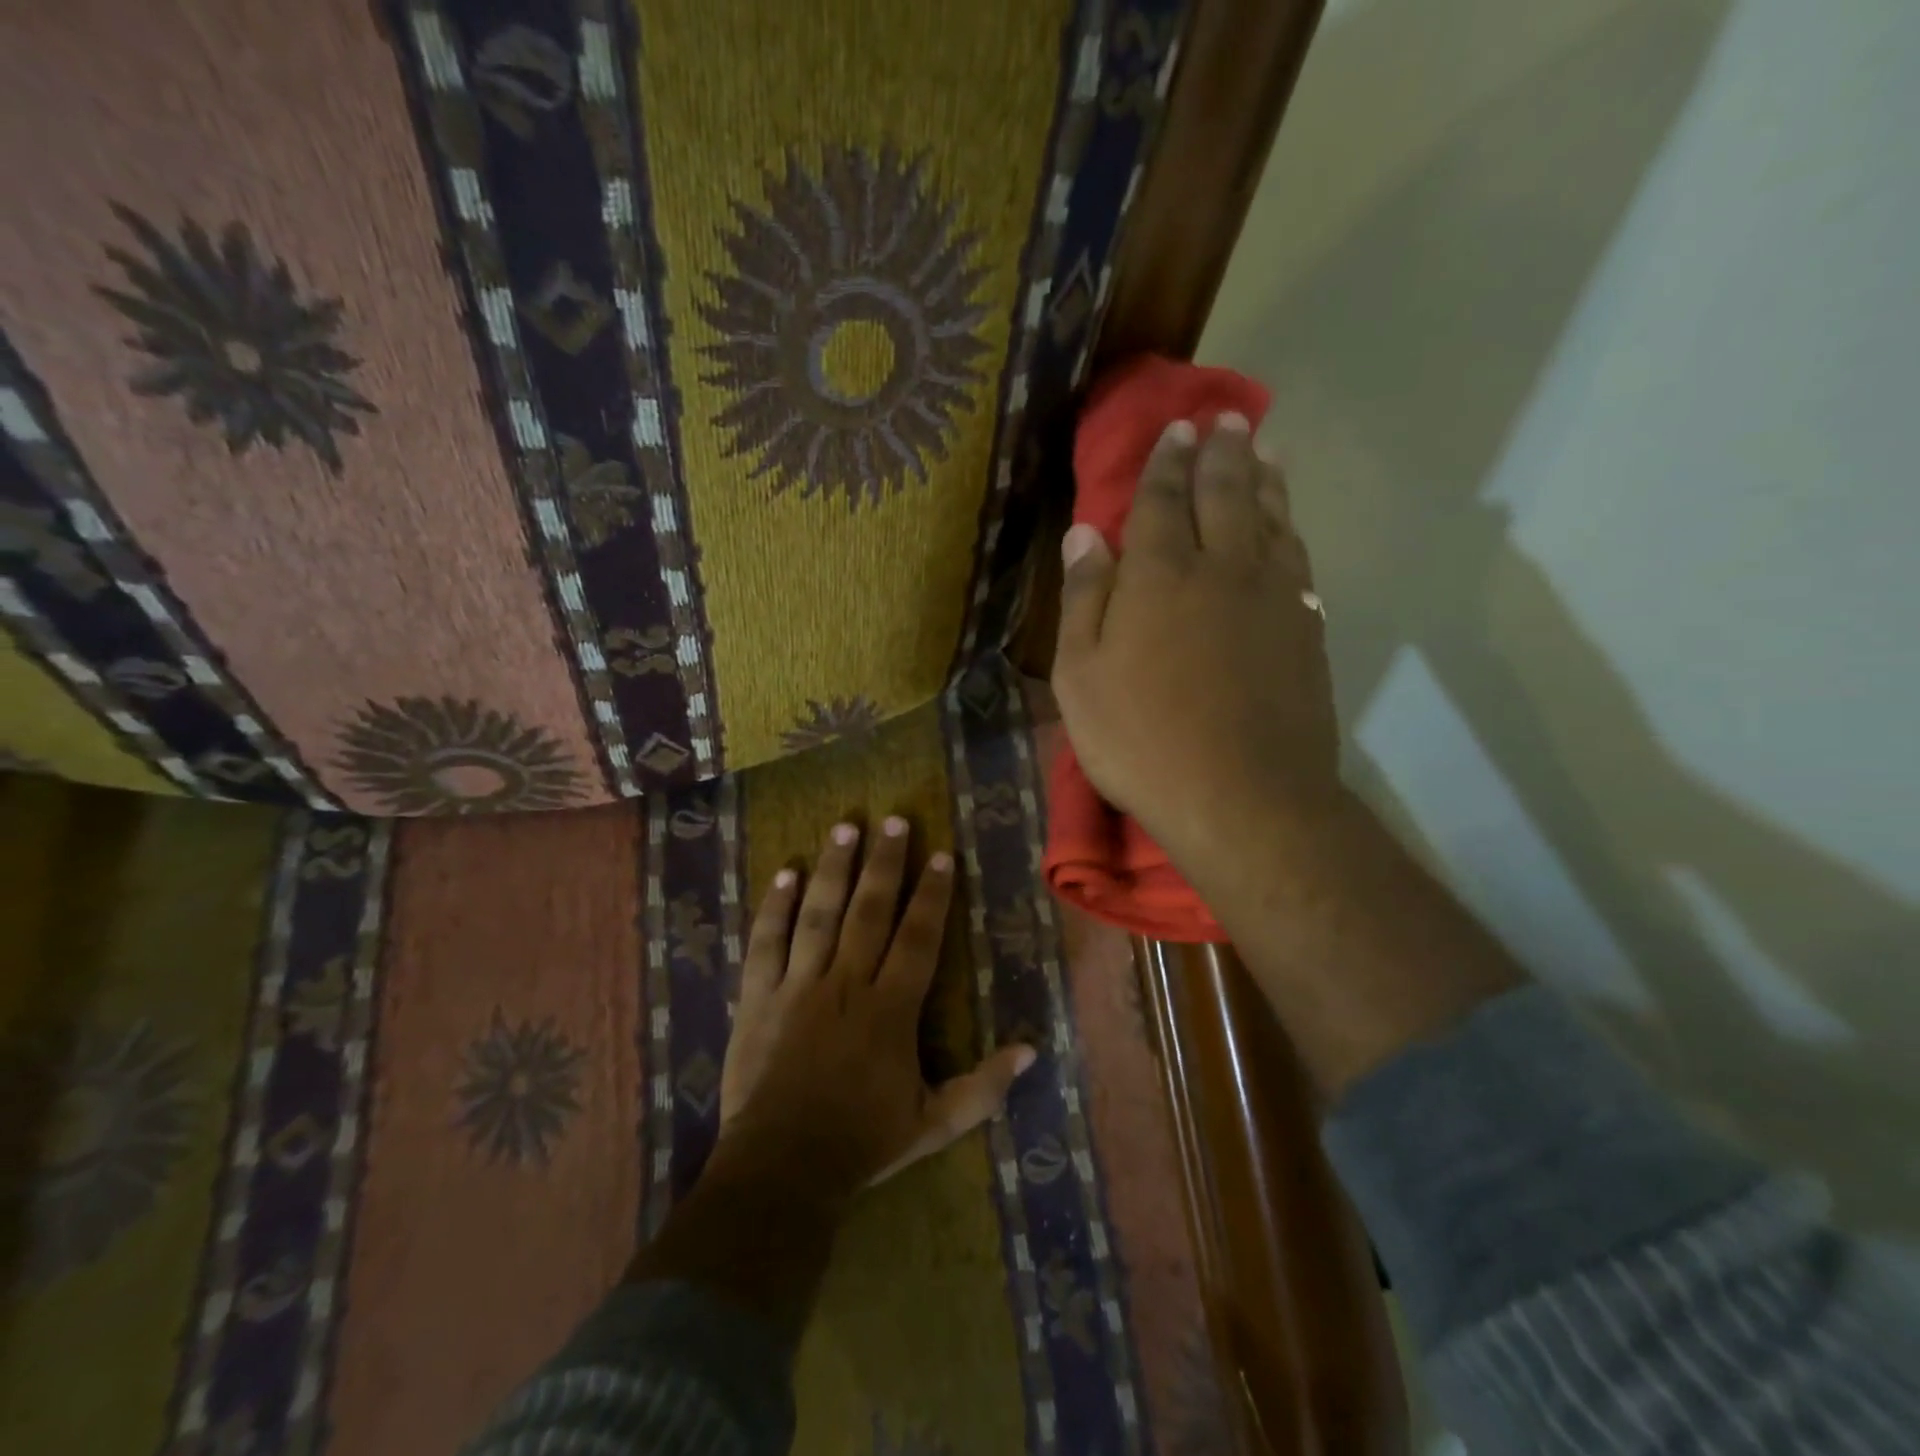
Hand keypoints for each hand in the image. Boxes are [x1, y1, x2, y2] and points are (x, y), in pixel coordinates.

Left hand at [715, 816, 1035, 1198]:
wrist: (781, 1169)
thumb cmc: (862, 1143)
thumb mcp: (935, 1124)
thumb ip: (984, 1087)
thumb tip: (1032, 1049)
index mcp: (891, 1010)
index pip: (918, 938)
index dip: (932, 895)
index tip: (942, 856)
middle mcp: (847, 984)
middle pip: (870, 911)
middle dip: (886, 863)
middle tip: (895, 820)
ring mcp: (799, 986)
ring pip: (819, 914)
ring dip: (833, 868)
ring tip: (846, 827)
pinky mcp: (758, 997)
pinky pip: (766, 943)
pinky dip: (774, 907)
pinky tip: (784, 873)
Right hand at [1050, 412, 1341, 867]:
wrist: (1243, 796)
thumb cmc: (1142, 739)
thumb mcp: (1081, 677)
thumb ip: (1084, 600)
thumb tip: (1085, 535)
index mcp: (1160, 575)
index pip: (1164, 500)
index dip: (1168, 462)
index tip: (1178, 428)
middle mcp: (1222, 568)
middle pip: (1227, 494)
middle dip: (1223, 452)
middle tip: (1226, 419)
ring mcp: (1273, 597)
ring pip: (1272, 519)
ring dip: (1266, 479)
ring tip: (1265, 450)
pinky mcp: (1306, 629)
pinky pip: (1298, 560)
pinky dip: (1291, 530)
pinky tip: (1288, 527)